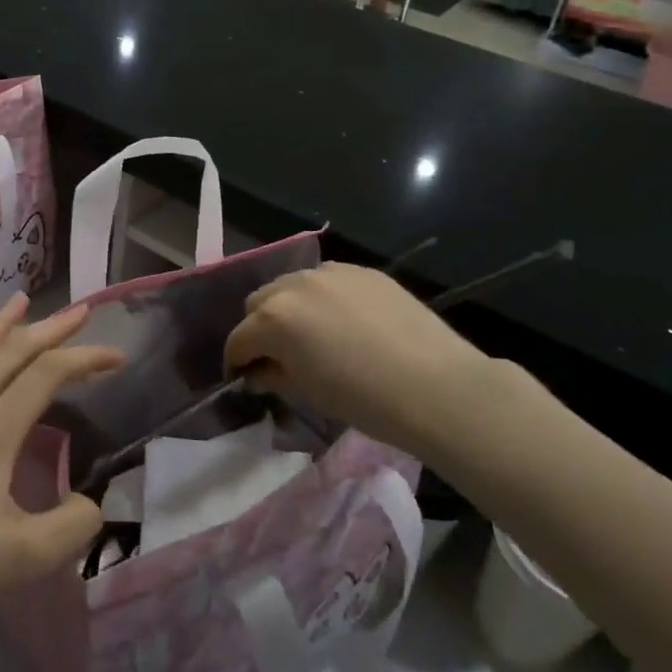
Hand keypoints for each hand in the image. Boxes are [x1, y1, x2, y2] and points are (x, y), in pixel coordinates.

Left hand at [0, 296, 119, 649]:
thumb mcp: (23, 558)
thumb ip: (71, 526)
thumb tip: (91, 502)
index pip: (46, 373)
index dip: (85, 358)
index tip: (118, 357)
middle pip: (11, 350)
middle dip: (51, 327)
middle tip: (82, 310)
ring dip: (4, 324)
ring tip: (22, 301)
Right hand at [223, 263, 511, 456]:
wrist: (435, 385)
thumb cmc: (364, 399)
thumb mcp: (309, 393)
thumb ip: (275, 375)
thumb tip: (260, 370)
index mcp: (273, 319)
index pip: (239, 338)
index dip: (236, 361)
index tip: (243, 376)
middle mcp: (293, 285)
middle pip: (258, 302)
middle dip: (259, 329)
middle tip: (276, 355)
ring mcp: (330, 272)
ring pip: (291, 285)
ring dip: (288, 308)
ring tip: (310, 333)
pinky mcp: (361, 271)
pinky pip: (327, 280)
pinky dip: (322, 297)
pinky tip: (343, 321)